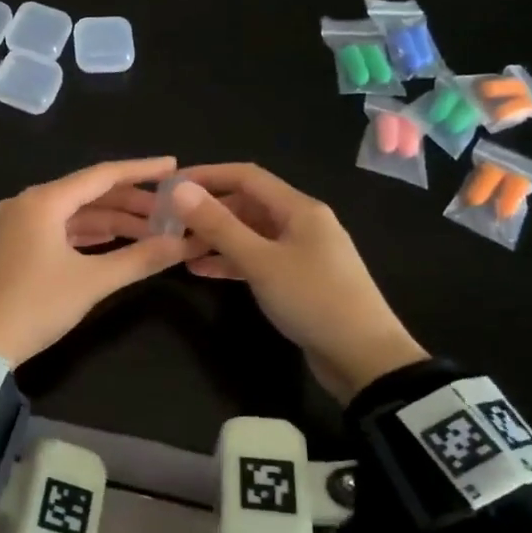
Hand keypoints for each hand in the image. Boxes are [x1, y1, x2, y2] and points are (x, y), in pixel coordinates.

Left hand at [0, 157, 200, 364]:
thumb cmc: (35, 306)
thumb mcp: (91, 283)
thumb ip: (139, 259)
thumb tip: (182, 244)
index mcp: (43, 201)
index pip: (102, 175)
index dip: (141, 171)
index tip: (174, 167)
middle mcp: (26, 204)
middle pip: (87, 193)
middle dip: (129, 202)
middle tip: (169, 212)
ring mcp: (14, 225)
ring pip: (71, 214)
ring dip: (109, 221)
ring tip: (149, 231)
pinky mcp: (10, 247)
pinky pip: (56, 230)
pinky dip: (85, 235)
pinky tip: (111, 242)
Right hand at [169, 163, 427, 400]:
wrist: (363, 356)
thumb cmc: (313, 300)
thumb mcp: (260, 261)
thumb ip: (219, 226)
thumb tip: (179, 190)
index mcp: (299, 209)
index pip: (246, 176)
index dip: (206, 176)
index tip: (168, 186)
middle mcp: (302, 223)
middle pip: (247, 204)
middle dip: (208, 210)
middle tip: (168, 222)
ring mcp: (301, 252)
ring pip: (250, 234)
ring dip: (216, 238)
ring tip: (178, 248)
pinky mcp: (298, 279)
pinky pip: (257, 259)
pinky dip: (231, 261)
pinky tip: (201, 271)